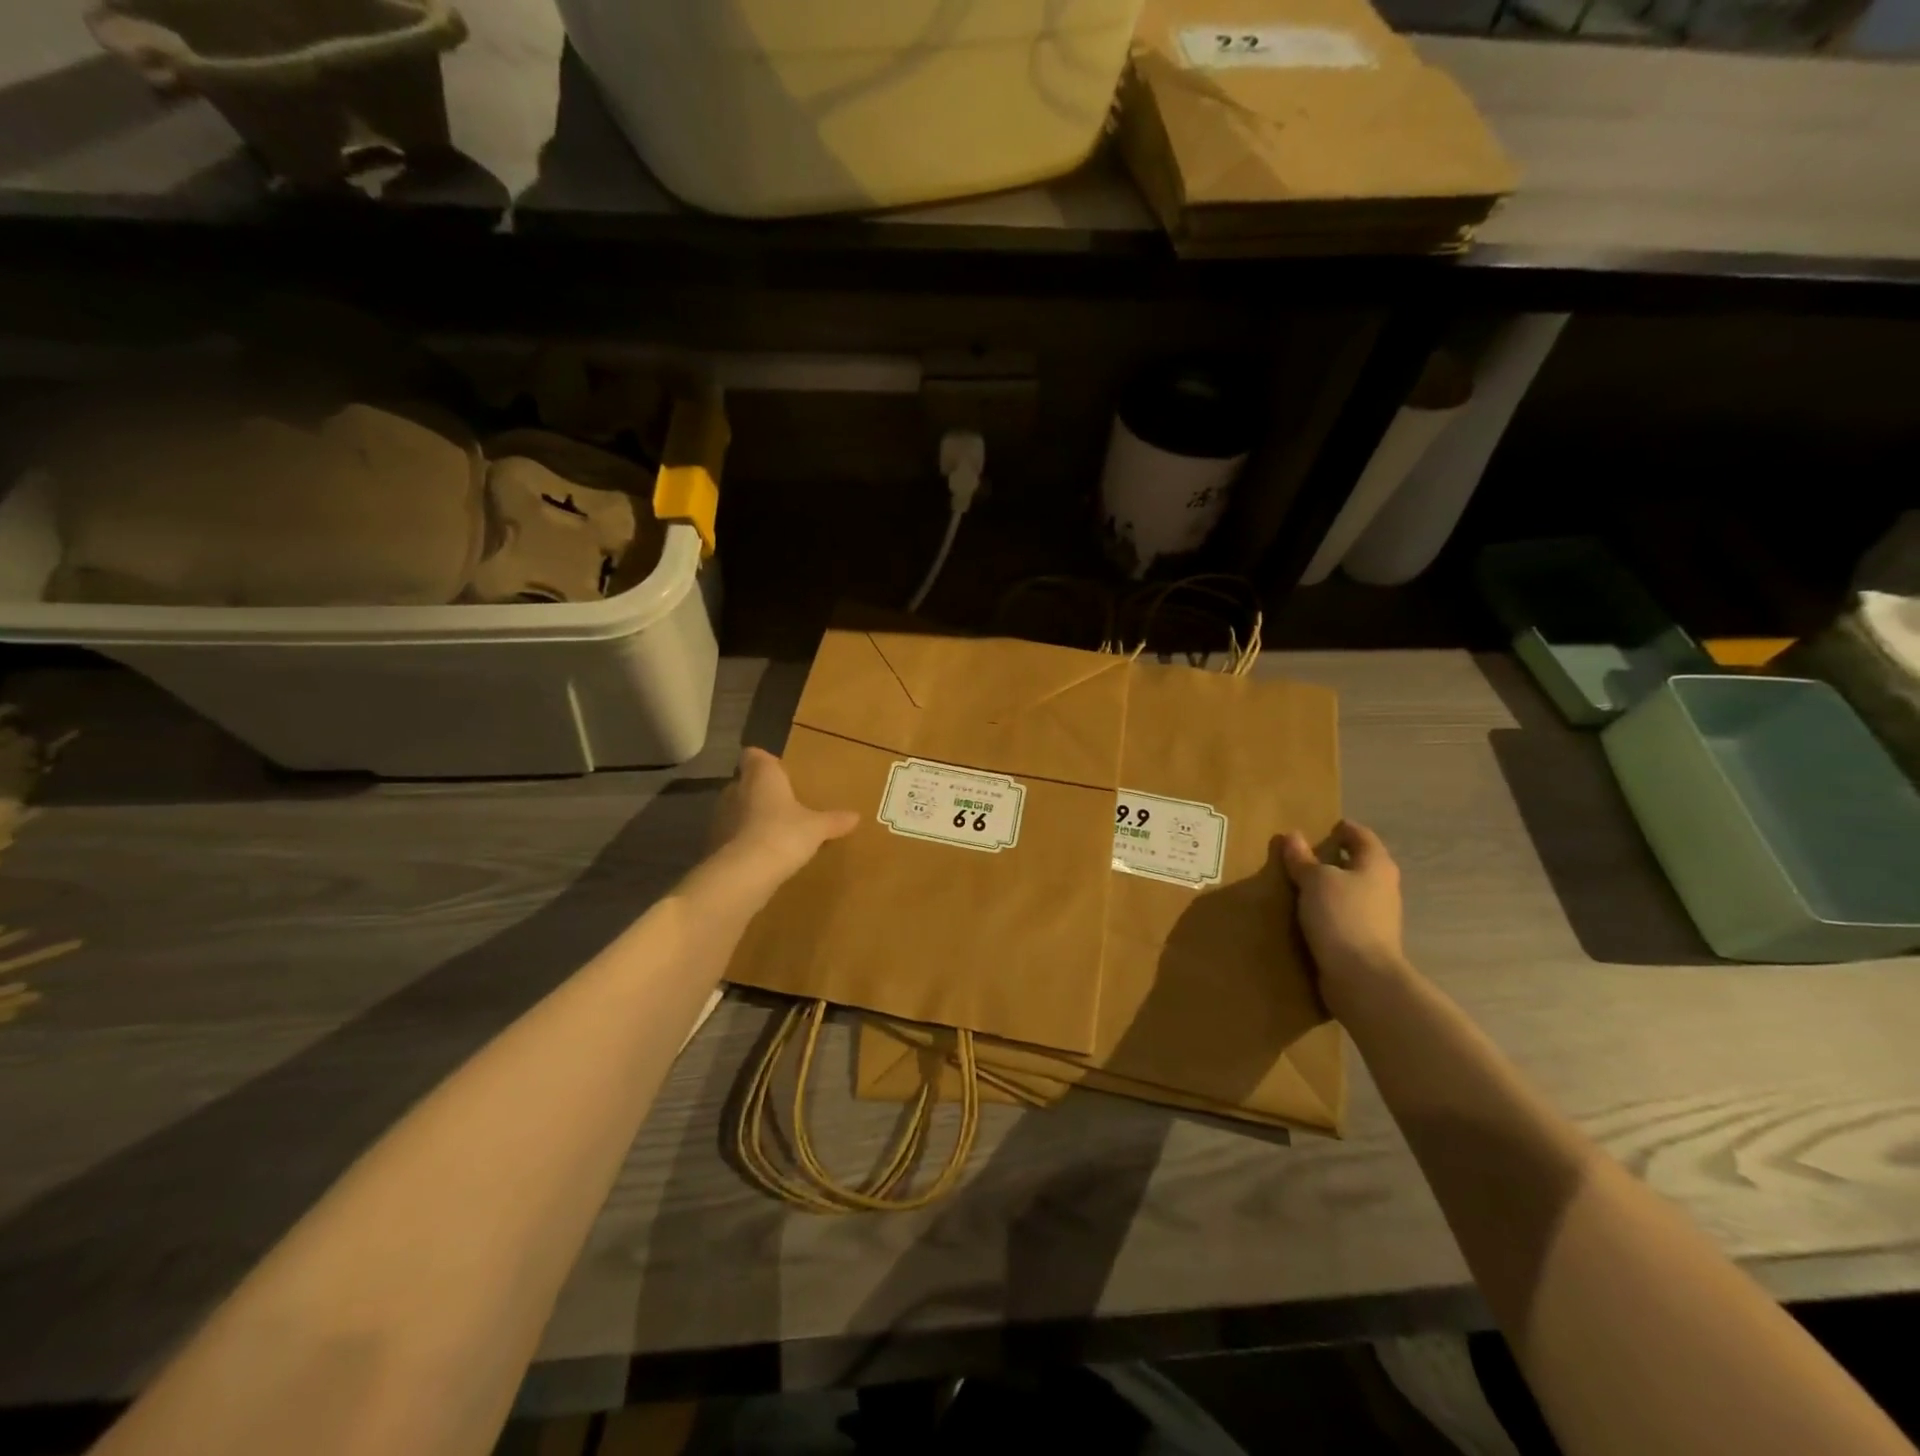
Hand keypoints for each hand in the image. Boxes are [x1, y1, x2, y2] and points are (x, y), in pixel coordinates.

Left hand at [709, 747, 859, 889]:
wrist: (746, 873)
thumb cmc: (784, 834)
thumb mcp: (817, 828)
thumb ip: (834, 820)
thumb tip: (856, 816)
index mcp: (762, 775)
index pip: (754, 755)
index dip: (765, 761)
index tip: (779, 771)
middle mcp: (736, 789)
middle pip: (745, 782)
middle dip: (760, 791)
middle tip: (783, 803)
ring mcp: (721, 816)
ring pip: (736, 809)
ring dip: (750, 817)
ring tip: (773, 830)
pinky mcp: (714, 843)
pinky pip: (731, 835)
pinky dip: (742, 841)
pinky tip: (760, 854)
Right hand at [1280, 820, 1406, 1007]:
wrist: (1362, 977)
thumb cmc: (1341, 916)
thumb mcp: (1315, 881)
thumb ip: (1302, 859)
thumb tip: (1292, 836)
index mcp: (1376, 865)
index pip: (1361, 836)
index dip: (1343, 829)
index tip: (1322, 826)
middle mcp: (1383, 886)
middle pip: (1358, 863)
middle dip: (1334, 857)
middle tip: (1302, 854)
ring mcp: (1377, 916)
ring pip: (1351, 890)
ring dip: (1330, 886)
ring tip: (1299, 884)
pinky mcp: (1366, 940)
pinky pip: (1345, 914)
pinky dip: (1328, 909)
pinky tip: (1307, 914)